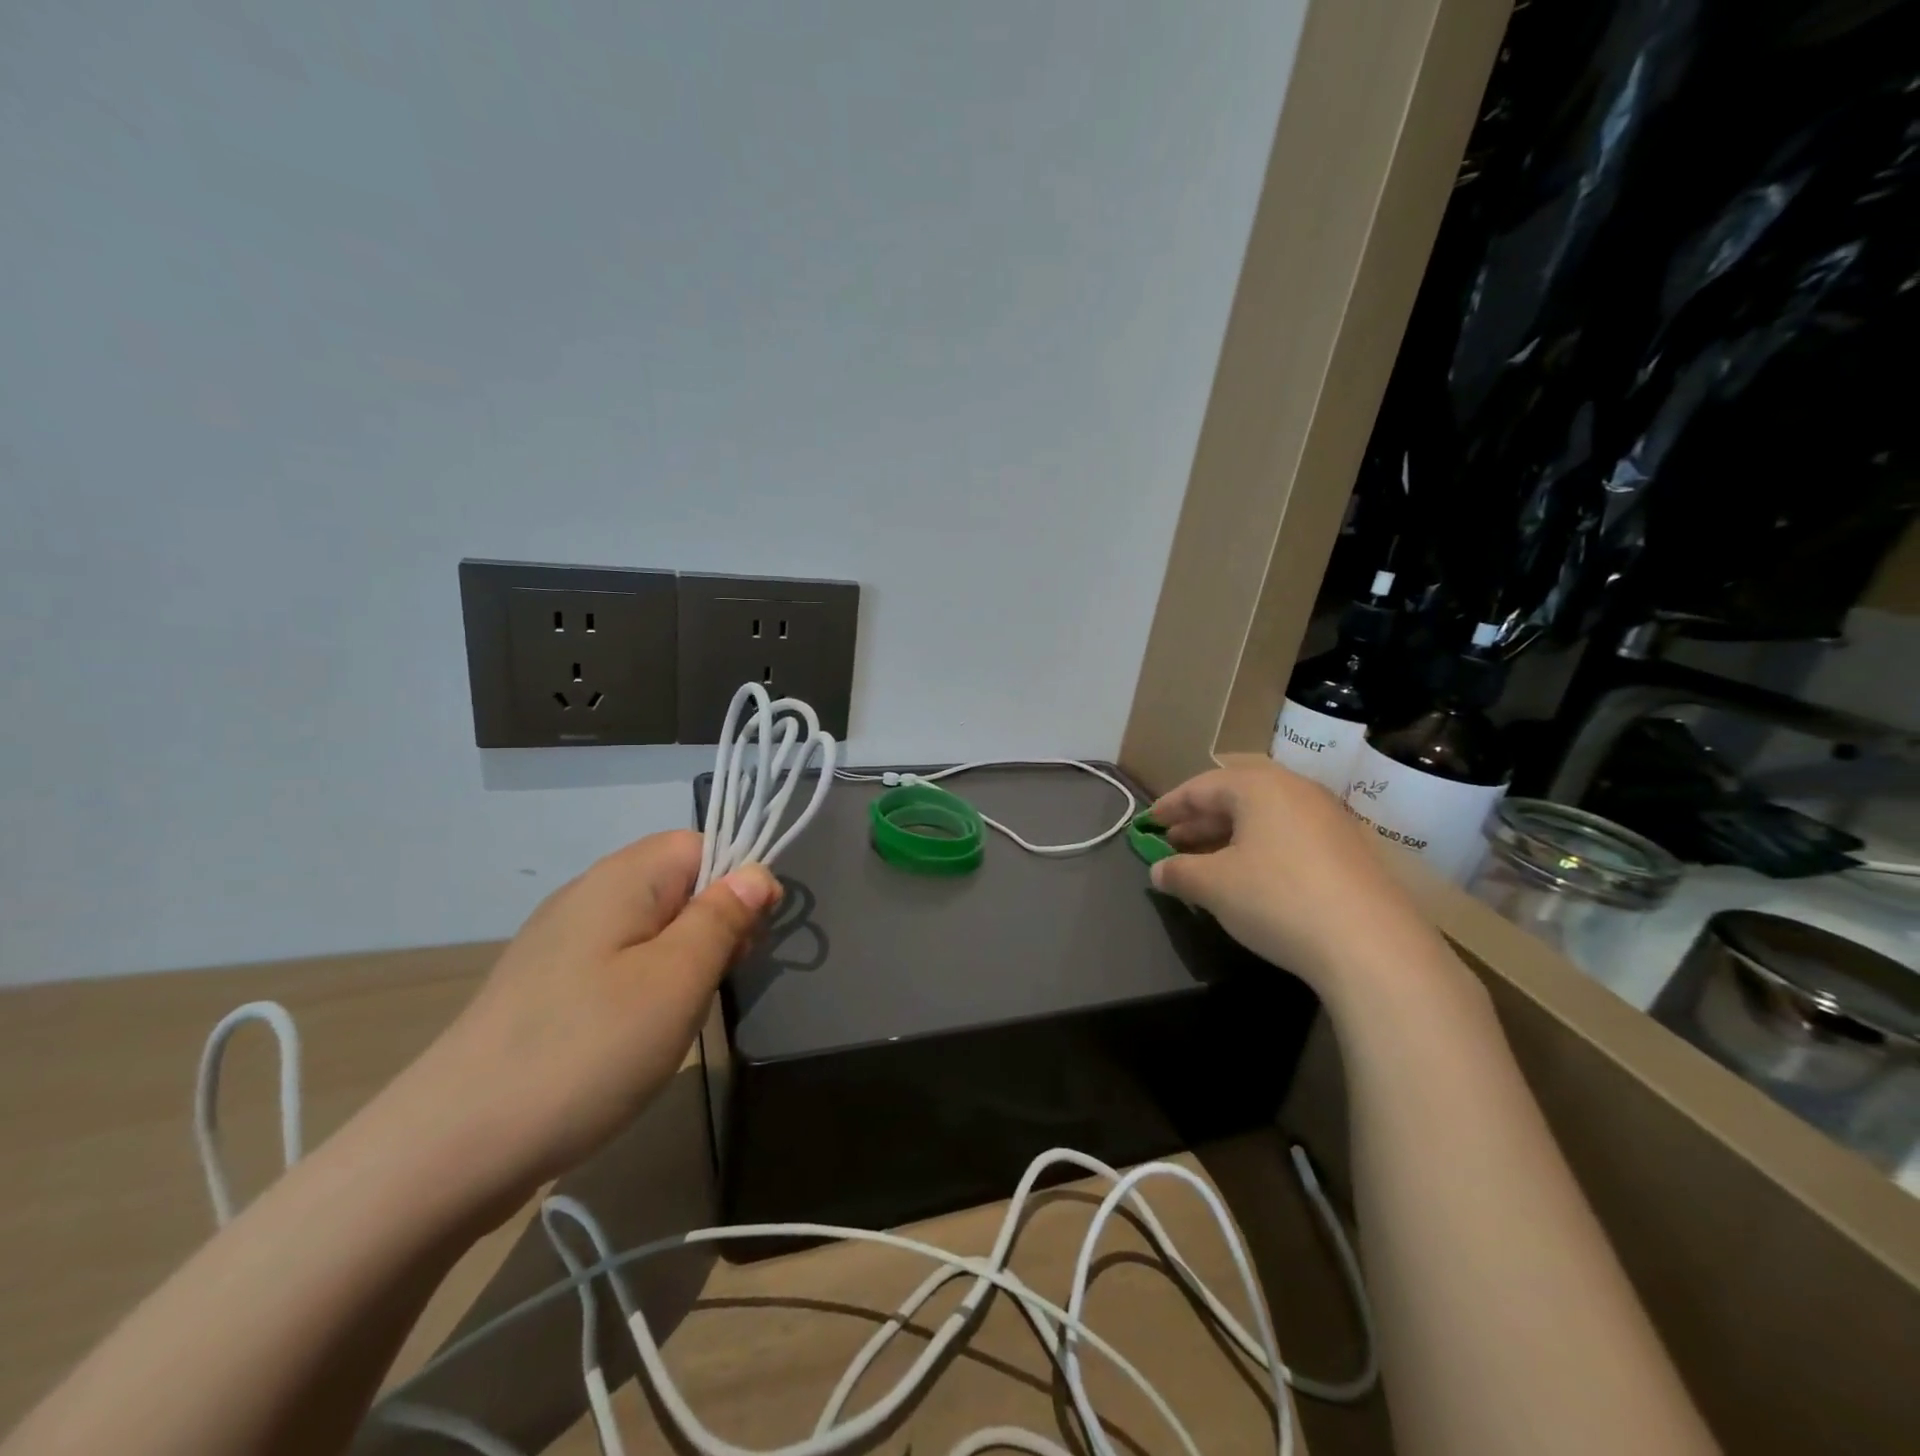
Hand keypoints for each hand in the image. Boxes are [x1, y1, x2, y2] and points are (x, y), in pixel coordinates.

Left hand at [385, 830, 778, 1204]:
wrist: (450, 1149)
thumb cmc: (586, 1050)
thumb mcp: (677, 980)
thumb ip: (723, 918)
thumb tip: (757, 873)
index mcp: (621, 878)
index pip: (700, 843)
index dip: (737, 881)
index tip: (746, 940)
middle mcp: (587, 895)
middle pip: (676, 883)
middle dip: (711, 925)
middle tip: (713, 984)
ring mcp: (559, 943)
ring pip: (650, 927)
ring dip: (680, 961)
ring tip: (676, 1018)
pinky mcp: (545, 986)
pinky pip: (617, 962)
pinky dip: (644, 987)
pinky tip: (636, 1035)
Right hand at [1150, 762, 1434, 992]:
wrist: (1372, 946)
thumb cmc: (1277, 899)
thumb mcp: (1214, 886)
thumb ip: (1179, 872)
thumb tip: (1158, 870)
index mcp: (1259, 787)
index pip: (1201, 787)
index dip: (1169, 805)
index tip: (1147, 824)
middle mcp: (1296, 791)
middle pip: (1235, 798)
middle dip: (1199, 821)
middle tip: (1172, 843)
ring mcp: (1328, 819)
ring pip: (1264, 818)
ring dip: (1229, 837)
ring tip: (1205, 862)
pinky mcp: (1349, 850)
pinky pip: (1289, 837)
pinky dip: (1260, 850)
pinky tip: (1250, 878)